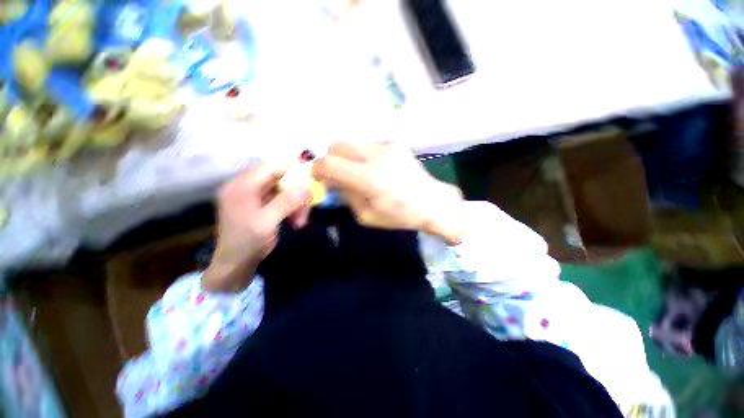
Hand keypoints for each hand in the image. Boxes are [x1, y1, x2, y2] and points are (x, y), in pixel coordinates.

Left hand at [203, 164, 311, 292]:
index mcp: (242, 186)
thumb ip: (286, 203)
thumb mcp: (267, 222)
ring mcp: (254, 196)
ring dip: (296, 203)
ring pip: (283, 190)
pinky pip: (281, 200)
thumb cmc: (247, 242)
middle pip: (279, 179)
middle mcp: (247, 187)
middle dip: (296, 192)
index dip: (291, 170)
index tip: (310, 179)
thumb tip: (308, 189)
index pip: (270, 167)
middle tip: (307, 206)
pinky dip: (292, 208)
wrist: (235, 264)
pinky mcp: (261, 206)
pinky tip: (296, 220)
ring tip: (301, 220)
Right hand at [312, 142, 465, 244]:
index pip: (329, 162)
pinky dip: (364, 155)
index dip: (317, 169)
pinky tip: (376, 169)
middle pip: (337, 144)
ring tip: (360, 173)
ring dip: (349, 157)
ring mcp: (387, 146)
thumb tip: (332, 181)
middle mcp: (376, 155)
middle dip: (331, 158)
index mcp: (368, 178)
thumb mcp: (366, 215)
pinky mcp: (395, 143)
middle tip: (337, 174)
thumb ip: (346, 195)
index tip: (319, 177)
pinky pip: (369, 145)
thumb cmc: (399, 215)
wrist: (432, 202)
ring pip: (353, 143)